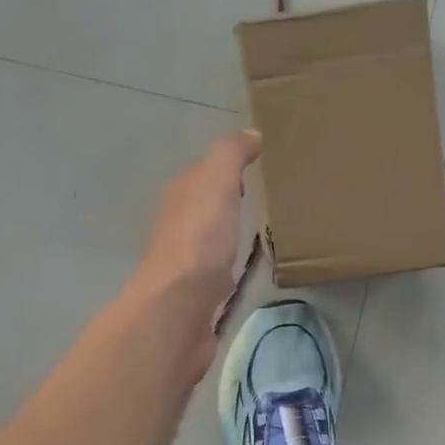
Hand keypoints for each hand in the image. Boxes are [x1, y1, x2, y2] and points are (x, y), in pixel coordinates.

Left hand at [130, 128, 261, 337]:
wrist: (177, 310)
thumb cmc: (199, 241)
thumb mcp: (216, 184)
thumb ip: (230, 156)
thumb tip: (250, 134)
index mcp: (180, 195)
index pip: (204, 172)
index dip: (228, 166)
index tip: (261, 166)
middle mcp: (178, 225)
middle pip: (206, 205)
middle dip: (229, 200)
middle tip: (266, 198)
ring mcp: (186, 261)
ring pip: (210, 237)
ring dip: (228, 233)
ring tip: (262, 231)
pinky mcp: (197, 293)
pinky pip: (218, 269)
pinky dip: (231, 264)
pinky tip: (248, 269)